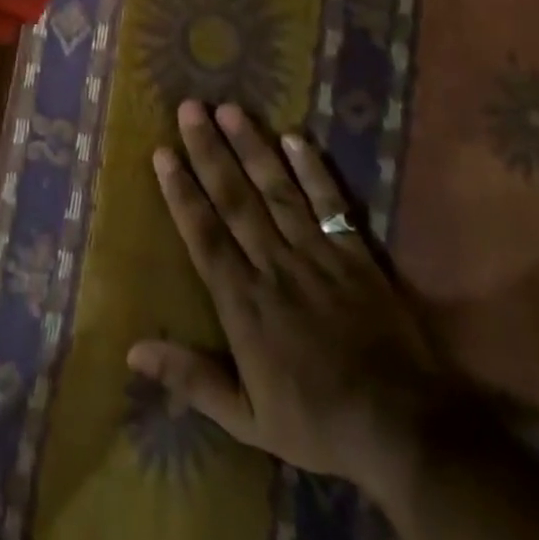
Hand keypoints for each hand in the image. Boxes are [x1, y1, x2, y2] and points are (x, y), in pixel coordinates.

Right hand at [130, 101, 447, 505]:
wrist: (406, 430)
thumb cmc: (318, 422)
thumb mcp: (248, 419)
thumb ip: (192, 378)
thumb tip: (132, 351)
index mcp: (245, 302)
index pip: (205, 234)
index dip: (181, 192)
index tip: (163, 153)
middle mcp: (275, 266)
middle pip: (236, 199)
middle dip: (209, 151)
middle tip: (190, 109)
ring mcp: (317, 255)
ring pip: (277, 190)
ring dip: (252, 147)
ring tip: (230, 109)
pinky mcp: (355, 255)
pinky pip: (331, 204)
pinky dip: (313, 171)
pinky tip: (295, 138)